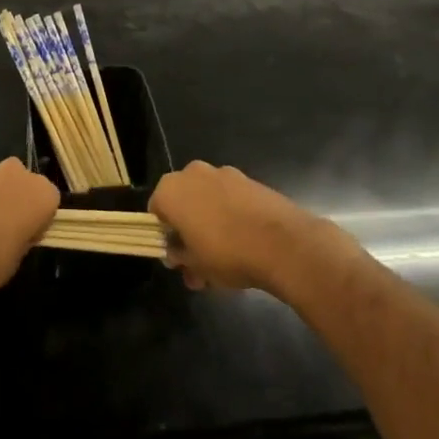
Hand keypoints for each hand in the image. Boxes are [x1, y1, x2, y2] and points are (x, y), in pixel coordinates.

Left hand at [0, 159, 58, 313]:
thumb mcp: (14, 262)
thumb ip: (21, 238)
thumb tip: (16, 232)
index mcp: (38, 194)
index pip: (49, 199)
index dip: (37, 219)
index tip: (25, 238)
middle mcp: (13, 173)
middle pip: (21, 181)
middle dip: (14, 199)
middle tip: (1, 230)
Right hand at [149, 162, 324, 292]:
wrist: (282, 242)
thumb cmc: (226, 253)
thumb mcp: (195, 265)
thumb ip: (179, 256)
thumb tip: (175, 253)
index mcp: (171, 190)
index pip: (156, 211)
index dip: (165, 236)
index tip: (178, 257)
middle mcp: (193, 173)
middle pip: (183, 204)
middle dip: (189, 232)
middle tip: (200, 265)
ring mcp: (224, 173)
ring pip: (208, 202)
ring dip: (211, 227)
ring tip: (226, 263)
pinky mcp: (249, 180)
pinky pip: (231, 199)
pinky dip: (232, 217)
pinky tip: (245, 245)